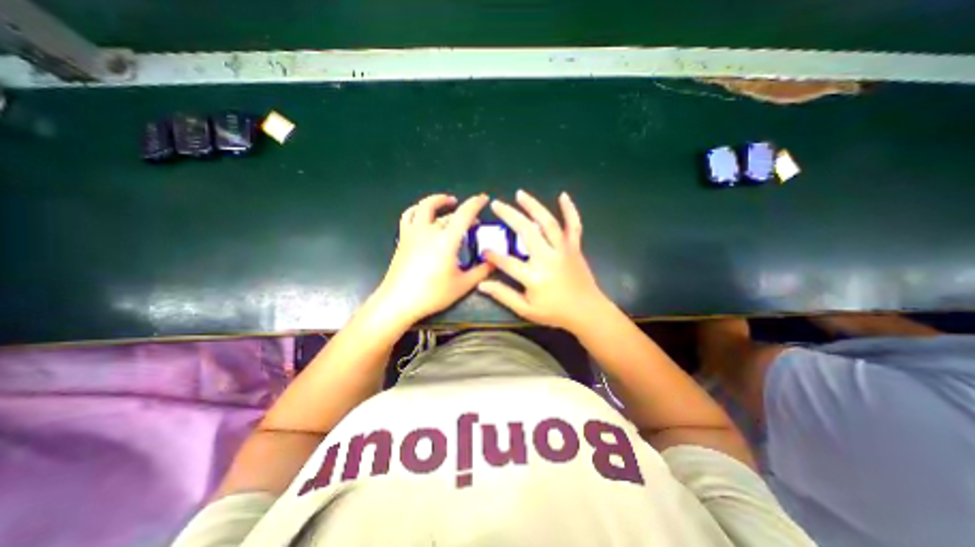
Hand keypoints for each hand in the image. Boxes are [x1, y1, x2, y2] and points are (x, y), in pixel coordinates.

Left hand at [374, 195, 495, 325]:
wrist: (399, 301)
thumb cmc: (432, 294)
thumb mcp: (463, 285)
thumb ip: (481, 271)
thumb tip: (494, 261)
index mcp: (446, 240)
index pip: (464, 214)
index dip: (475, 203)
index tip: (483, 198)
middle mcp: (429, 231)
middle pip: (447, 212)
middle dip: (462, 210)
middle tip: (472, 218)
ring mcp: (413, 233)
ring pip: (424, 207)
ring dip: (437, 201)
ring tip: (447, 202)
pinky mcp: (403, 239)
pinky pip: (408, 216)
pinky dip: (417, 210)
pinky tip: (422, 215)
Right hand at [474, 190, 606, 331]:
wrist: (587, 312)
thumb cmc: (555, 312)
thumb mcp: (526, 310)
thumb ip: (503, 295)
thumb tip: (481, 285)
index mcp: (535, 277)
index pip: (507, 262)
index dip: (493, 255)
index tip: (483, 249)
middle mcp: (548, 258)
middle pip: (527, 232)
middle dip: (510, 216)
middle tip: (496, 204)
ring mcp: (563, 250)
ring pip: (548, 223)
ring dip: (533, 206)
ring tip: (520, 194)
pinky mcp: (574, 247)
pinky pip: (574, 225)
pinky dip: (570, 210)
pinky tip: (563, 195)